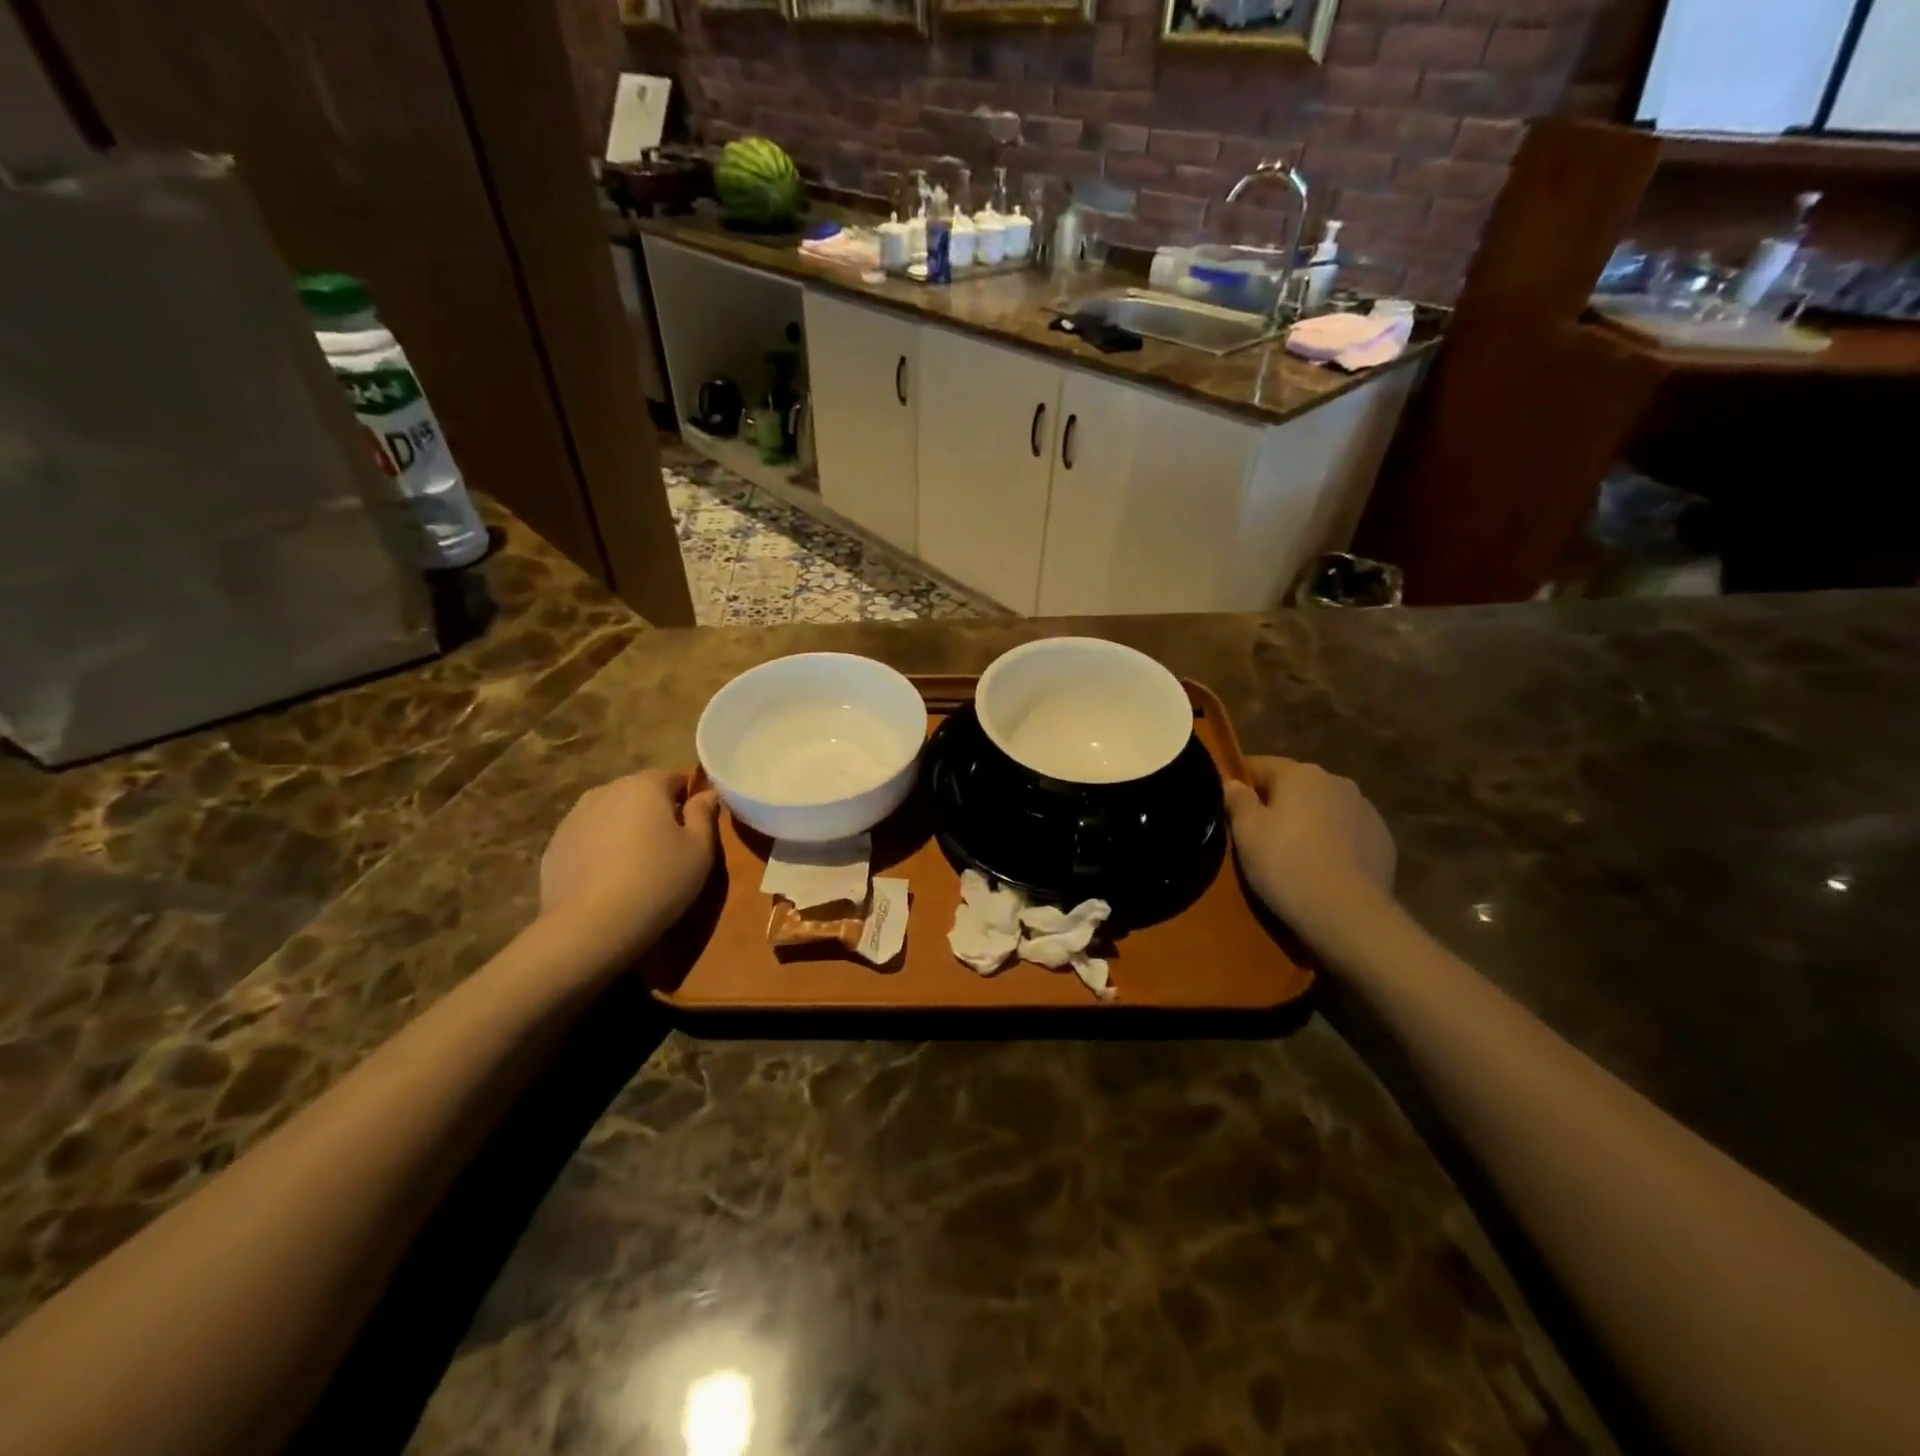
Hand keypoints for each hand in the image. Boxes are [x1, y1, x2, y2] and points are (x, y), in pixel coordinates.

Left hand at [539, 770, 718, 961]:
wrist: (590, 927)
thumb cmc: (658, 881)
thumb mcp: (700, 850)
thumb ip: (704, 815)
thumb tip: (707, 794)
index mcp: (644, 785)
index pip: (674, 778)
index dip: (688, 801)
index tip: (693, 831)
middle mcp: (605, 791)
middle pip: (639, 794)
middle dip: (654, 814)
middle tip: (668, 851)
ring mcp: (573, 818)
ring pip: (611, 816)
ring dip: (625, 831)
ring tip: (635, 868)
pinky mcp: (553, 847)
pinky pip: (587, 840)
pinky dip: (600, 852)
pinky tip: (607, 882)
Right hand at [1225, 756, 1395, 951]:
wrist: (1347, 914)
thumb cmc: (1285, 864)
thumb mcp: (1246, 833)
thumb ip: (1237, 801)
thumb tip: (1233, 784)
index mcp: (1300, 774)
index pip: (1261, 765)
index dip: (1241, 781)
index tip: (1229, 803)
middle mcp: (1337, 782)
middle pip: (1296, 786)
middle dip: (1278, 802)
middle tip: (1259, 834)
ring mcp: (1366, 810)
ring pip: (1325, 808)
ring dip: (1309, 821)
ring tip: (1294, 854)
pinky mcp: (1384, 840)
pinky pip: (1348, 832)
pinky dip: (1334, 842)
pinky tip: (1323, 868)